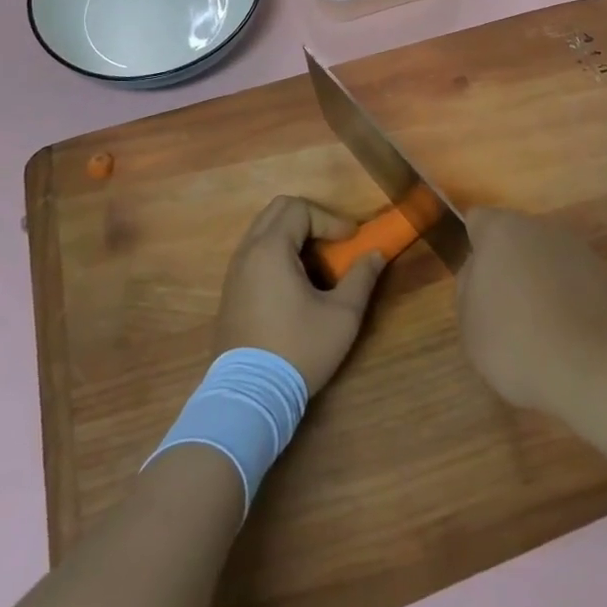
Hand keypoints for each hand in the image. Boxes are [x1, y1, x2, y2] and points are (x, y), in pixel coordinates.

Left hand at [215, 196, 385, 393]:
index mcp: (270, 249)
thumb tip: (376, 255)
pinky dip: (277, 251)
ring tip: (318, 260)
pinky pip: (255, 252)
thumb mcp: (342, 316)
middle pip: (278, 210)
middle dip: (311, 218)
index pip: (300, 209)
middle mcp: (247, 252)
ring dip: (293, 234)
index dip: (330, 219)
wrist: (248, 397)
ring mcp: (234, 271)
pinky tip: (296, 281)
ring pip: (263, 230)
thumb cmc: (298, 350)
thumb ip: (362, 278)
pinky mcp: (230, 291)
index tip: (352, 240)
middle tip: (334, 241)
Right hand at [456, 208, 606, 415]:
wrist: (598, 368)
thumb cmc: (518, 342)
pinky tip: (566, 337)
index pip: (478, 220)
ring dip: (538, 284)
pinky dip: (566, 301)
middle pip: (514, 239)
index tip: (475, 284)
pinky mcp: (606, 275)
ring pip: (545, 260)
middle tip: (501, 312)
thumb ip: (467, 288)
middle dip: (507, 267)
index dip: (474, 248)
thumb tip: (479, 271)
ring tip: (537, 331)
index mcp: (501, 230)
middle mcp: (540, 227)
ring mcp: (577, 249)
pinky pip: (572, 282)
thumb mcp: (469, 325)